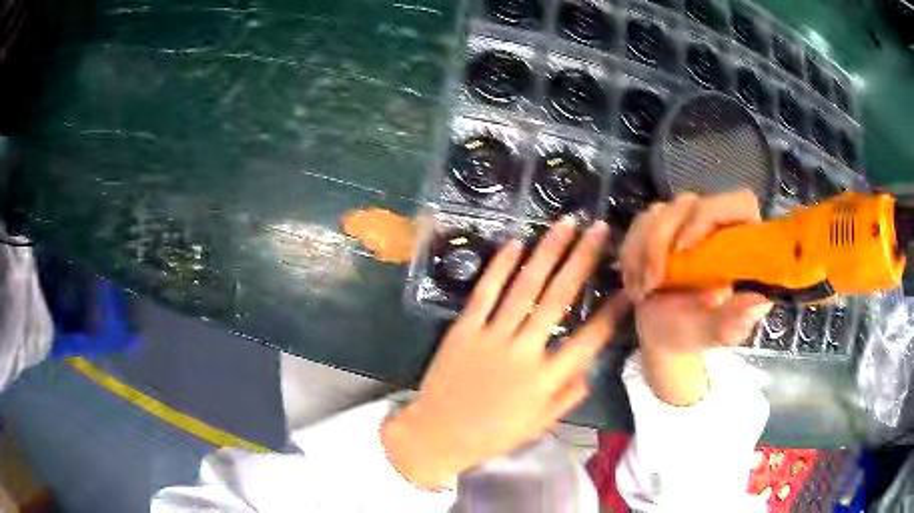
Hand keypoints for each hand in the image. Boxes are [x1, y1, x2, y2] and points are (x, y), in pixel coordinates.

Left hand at [382, 217, 628, 489]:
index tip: (629, 285)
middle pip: (559, 297)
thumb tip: (590, 372)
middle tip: (599, 230)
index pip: (589, 339)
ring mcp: (492, 336)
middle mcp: (525, 351)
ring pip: (525, 286)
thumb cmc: (492, 434)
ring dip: (547, 252)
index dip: (612, 311)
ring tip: (565, 224)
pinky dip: (500, 266)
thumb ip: (567, 397)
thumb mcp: (538, 425)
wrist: (438, 435)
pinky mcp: (464, 329)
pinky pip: (485, 292)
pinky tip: (515, 242)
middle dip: (583, 259)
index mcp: (546, 379)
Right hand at [619, 190, 772, 404]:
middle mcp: (716, 223)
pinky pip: (638, 224)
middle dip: (661, 241)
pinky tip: (633, 282)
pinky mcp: (660, 226)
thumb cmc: (698, 333)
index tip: (684, 250)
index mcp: (743, 241)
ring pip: (658, 212)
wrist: (666, 335)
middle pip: (687, 204)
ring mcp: (686, 221)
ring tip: (642, 290)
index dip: (708, 215)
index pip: (737, 203)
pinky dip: (630, 254)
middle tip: (652, 283)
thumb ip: (737, 319)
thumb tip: (759, 304)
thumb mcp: (719, 332)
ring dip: (642, 251)